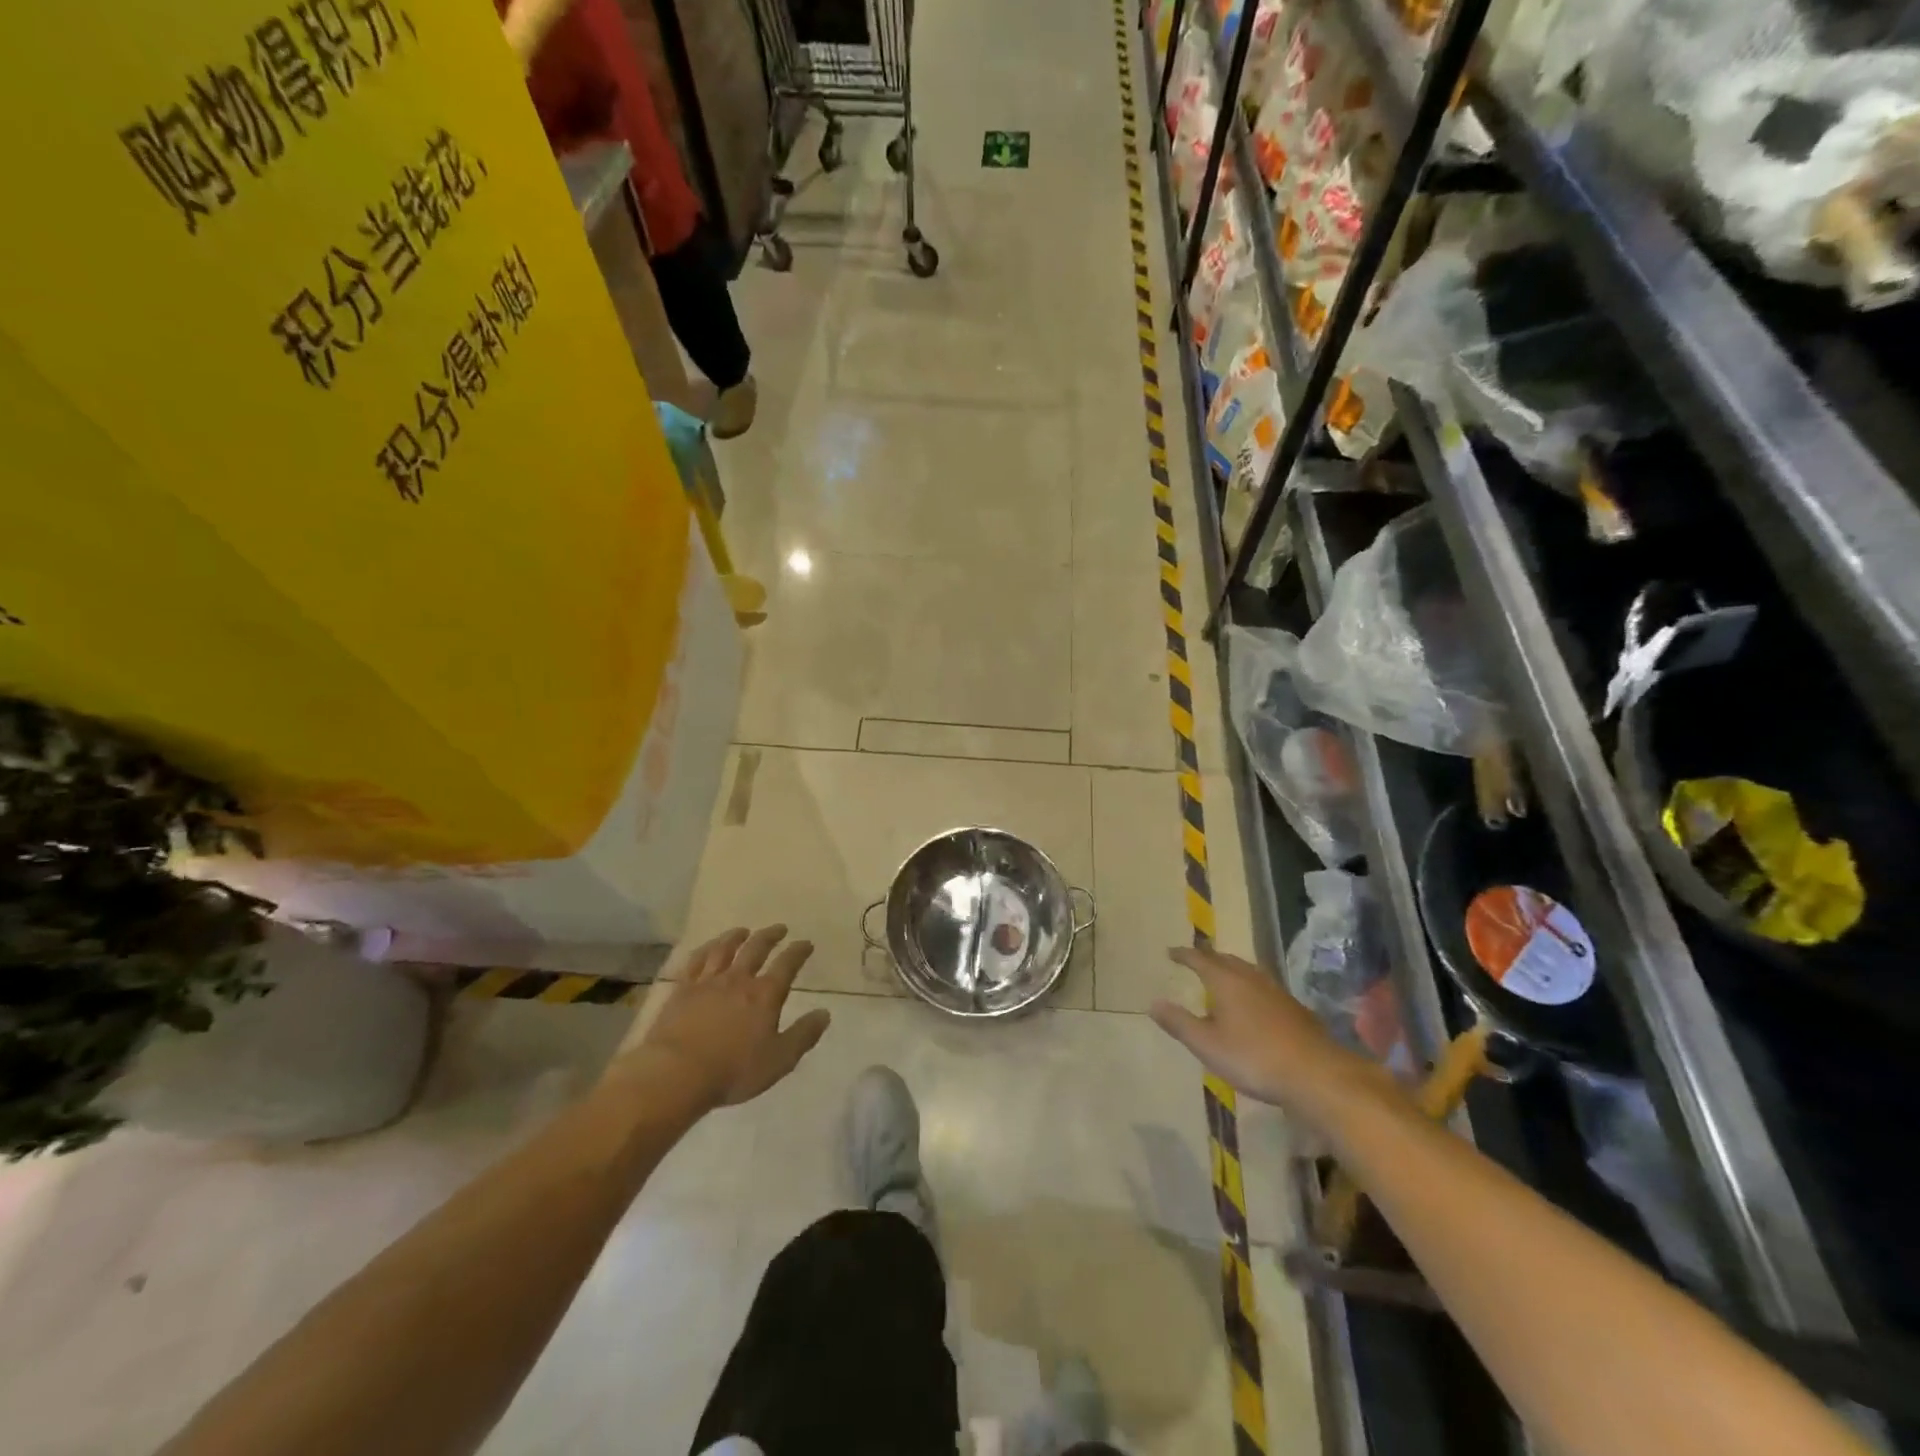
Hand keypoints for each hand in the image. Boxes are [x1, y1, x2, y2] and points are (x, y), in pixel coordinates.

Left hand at [627, 925, 831, 1111]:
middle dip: (770, 936)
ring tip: (743, 931)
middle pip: (756, 948)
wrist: (676, 1073)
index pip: (787, 965)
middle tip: (779, 928)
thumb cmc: (733, 1070)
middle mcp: (738, 979)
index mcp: (765, 995)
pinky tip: (707, 948)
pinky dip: (705, 950)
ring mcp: (707, 982)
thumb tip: (824, 1013)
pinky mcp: (682, 990)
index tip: (806, 944)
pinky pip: (695, 961)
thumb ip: (803, 1035)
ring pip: (724, 949)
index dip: (798, 952)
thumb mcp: (779, 1060)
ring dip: (736, 937)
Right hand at [1150, 945, 1383, 1118]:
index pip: (1200, 959)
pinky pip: (1263, 986)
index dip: (1184, 955)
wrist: (1316, 1074)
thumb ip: (1180, 1023)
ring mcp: (1276, 991)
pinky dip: (1249, 985)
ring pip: (1247, 970)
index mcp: (1226, 982)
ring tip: (1222, 975)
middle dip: (1208, 957)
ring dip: (1231, 968)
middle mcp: (1250, 978)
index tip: (1170, 952)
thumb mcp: (1207, 1045)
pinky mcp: (1294, 1008)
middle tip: (1195, 960)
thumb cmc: (1254, 1058)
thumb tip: (1153, 1003)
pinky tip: (1253, 1001)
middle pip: (1226, 960)